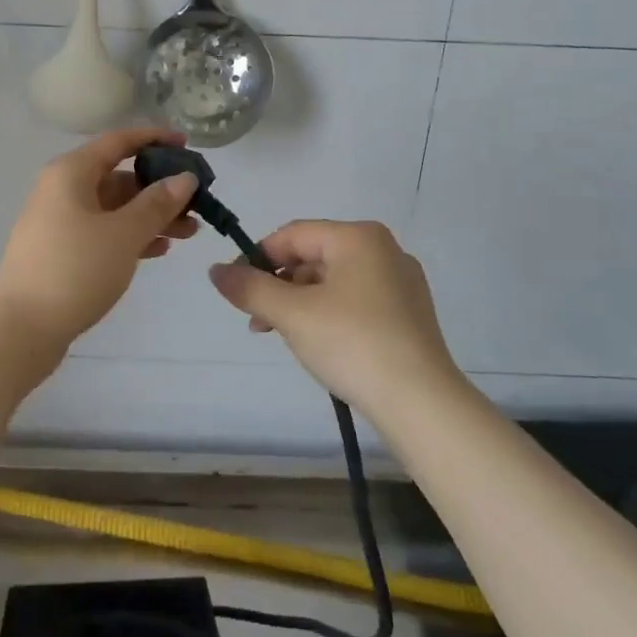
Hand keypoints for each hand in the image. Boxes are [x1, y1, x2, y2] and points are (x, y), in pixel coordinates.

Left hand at [0, 128, 200, 365]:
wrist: (20, 329)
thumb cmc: (74, 269)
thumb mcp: (123, 233)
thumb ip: (157, 203)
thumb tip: (184, 178)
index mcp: (72, 173)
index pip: (118, 141)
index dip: (154, 138)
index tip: (188, 144)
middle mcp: (63, 190)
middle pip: (119, 177)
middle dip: (160, 188)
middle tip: (197, 203)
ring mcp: (60, 222)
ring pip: (114, 208)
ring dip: (151, 216)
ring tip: (188, 233)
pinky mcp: (62, 252)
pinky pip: (104, 232)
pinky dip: (131, 236)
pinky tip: (159, 251)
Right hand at [207, 220, 460, 414]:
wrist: (421, 402)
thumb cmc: (352, 343)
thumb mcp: (291, 314)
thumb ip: (249, 288)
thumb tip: (215, 270)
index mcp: (358, 237)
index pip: (292, 234)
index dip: (257, 258)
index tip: (236, 291)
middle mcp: (383, 249)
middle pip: (314, 255)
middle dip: (279, 285)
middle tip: (257, 321)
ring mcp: (401, 281)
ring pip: (334, 280)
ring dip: (300, 302)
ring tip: (282, 335)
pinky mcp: (409, 312)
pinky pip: (356, 299)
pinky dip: (328, 313)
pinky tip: (319, 343)